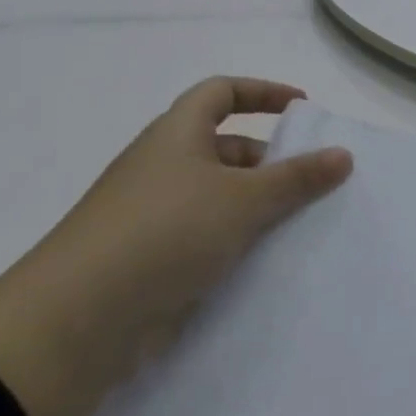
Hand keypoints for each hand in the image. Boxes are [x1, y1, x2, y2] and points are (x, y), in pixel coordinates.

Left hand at [0, 78, 351, 415]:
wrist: (71, 323)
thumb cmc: (165, 233)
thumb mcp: (244, 200)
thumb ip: (297, 178)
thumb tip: (343, 154)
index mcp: (176, 134)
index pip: (221, 91)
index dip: (263, 92)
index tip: (302, 109)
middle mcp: (158, 166)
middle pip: (220, 145)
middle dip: (266, 158)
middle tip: (305, 181)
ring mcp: (144, 215)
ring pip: (210, 194)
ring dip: (250, 204)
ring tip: (290, 227)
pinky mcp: (138, 261)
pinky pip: (196, 235)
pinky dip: (227, 240)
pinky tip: (254, 265)